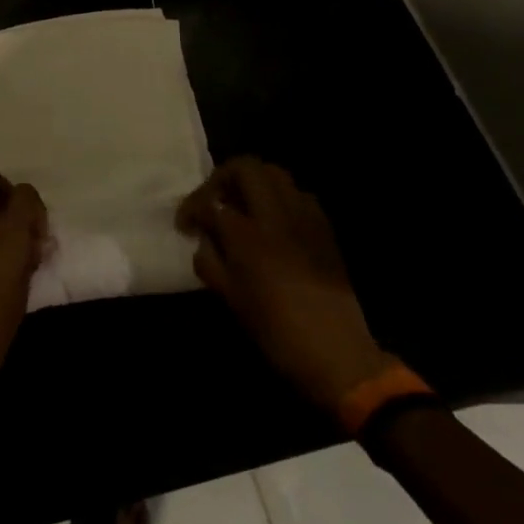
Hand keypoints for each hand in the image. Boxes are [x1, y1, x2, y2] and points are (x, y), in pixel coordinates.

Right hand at [176, 156, 394, 413]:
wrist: (338, 355)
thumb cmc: (277, 331)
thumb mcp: (231, 299)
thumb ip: (210, 262)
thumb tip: (204, 241)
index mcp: (248, 235)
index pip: (211, 203)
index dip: (191, 208)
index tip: (185, 224)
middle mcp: (276, 215)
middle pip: (246, 168)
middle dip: (222, 178)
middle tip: (213, 201)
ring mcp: (304, 218)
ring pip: (275, 174)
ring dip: (252, 182)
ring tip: (241, 206)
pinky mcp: (324, 229)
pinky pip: (298, 195)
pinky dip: (279, 197)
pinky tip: (272, 222)